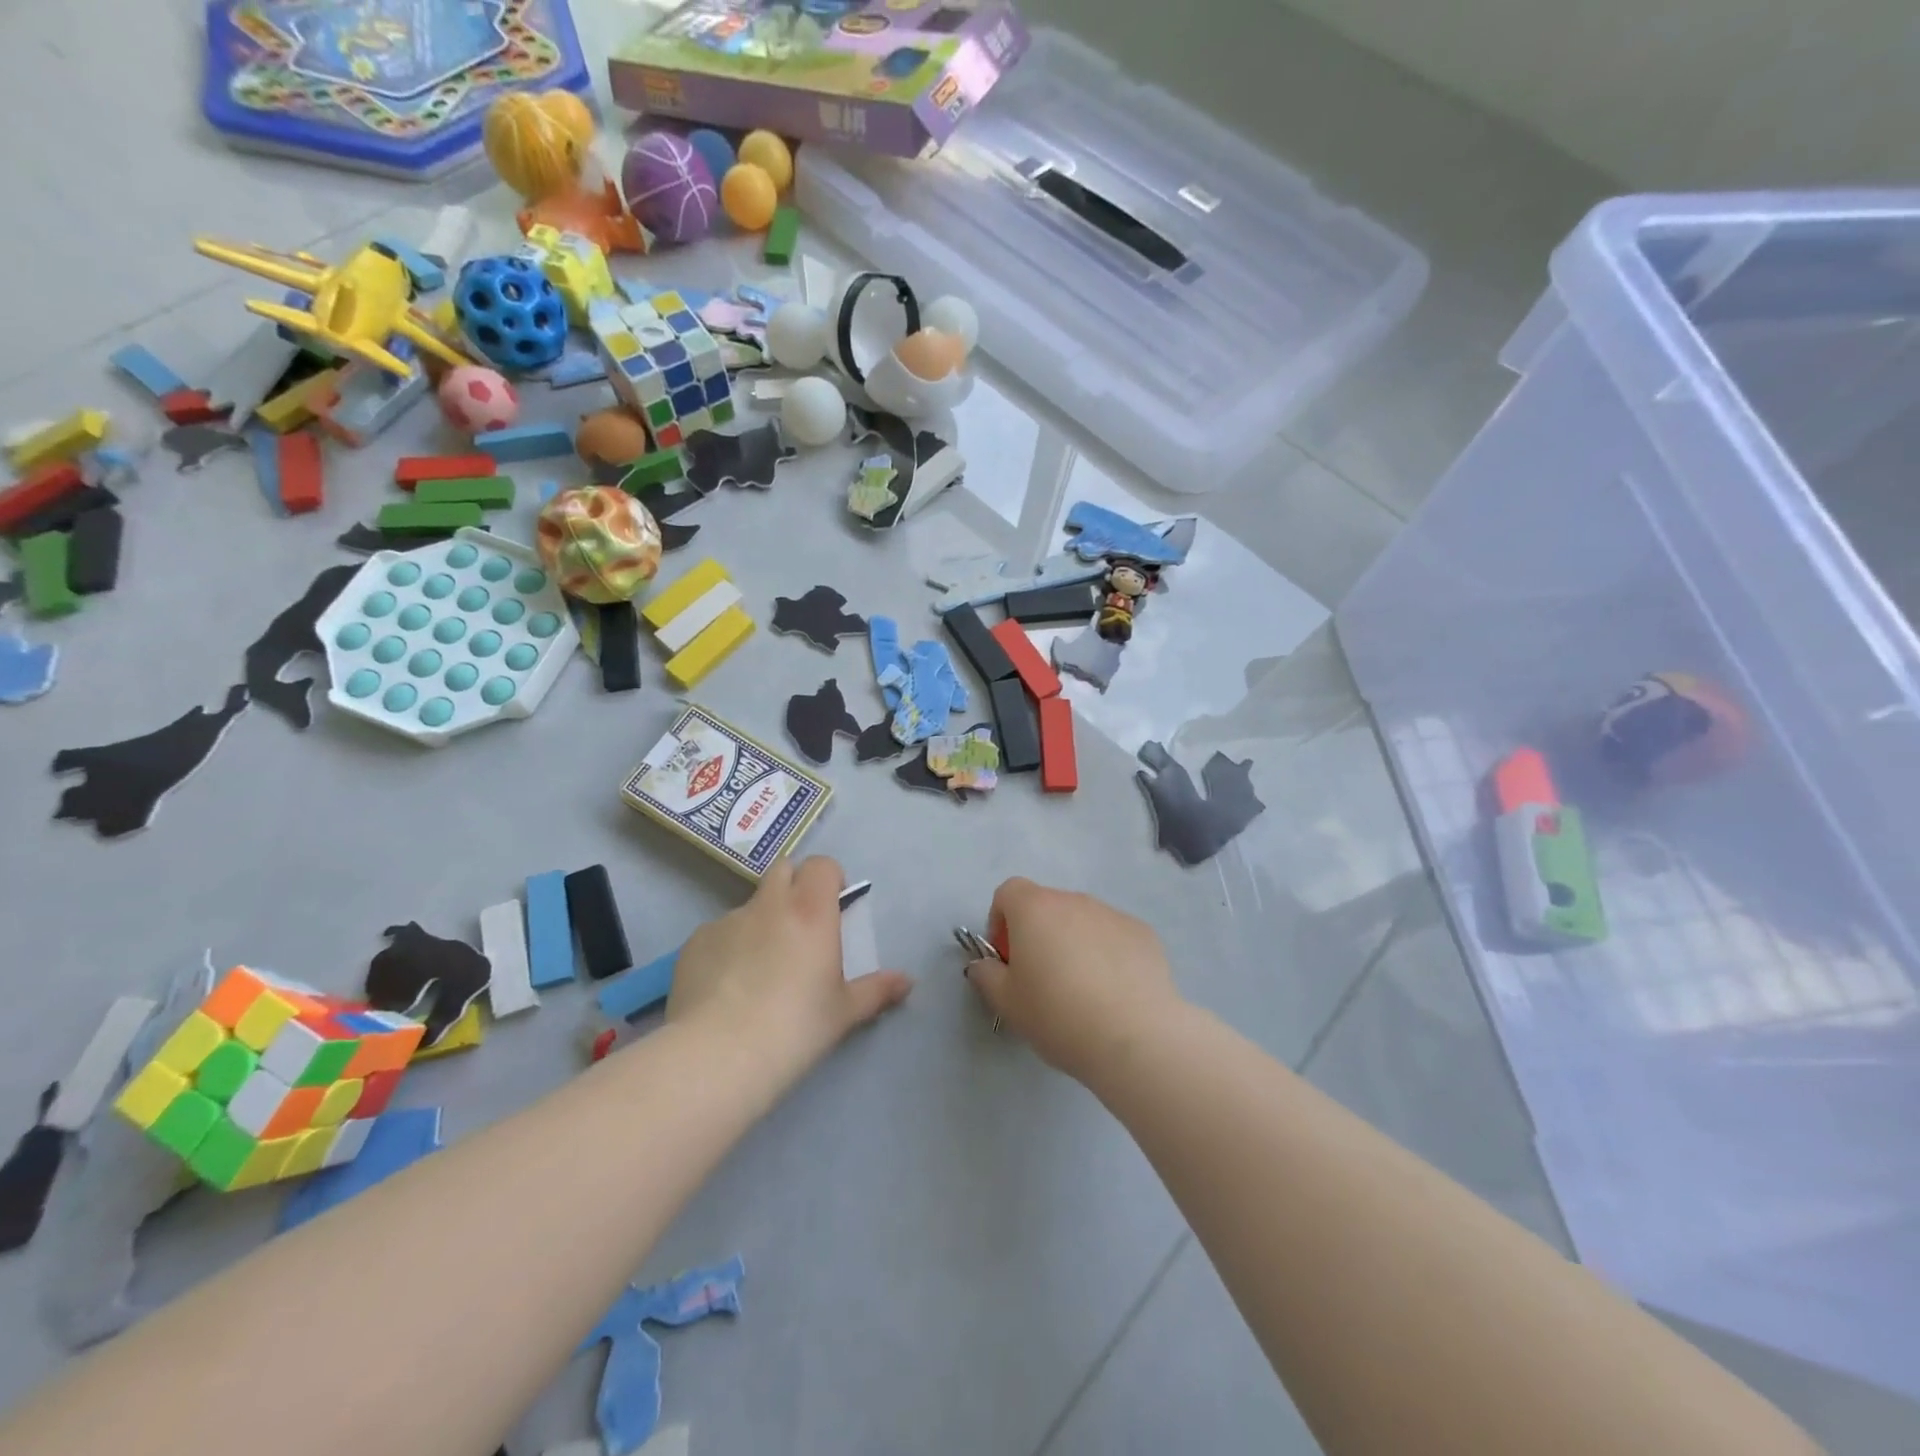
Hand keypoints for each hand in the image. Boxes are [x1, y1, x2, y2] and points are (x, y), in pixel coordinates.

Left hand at [668, 856, 912, 1077]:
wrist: (719, 1055)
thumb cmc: (796, 1028)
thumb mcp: (844, 1012)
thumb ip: (877, 991)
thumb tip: (907, 982)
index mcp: (811, 911)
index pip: (822, 865)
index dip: (829, 879)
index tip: (833, 907)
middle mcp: (769, 905)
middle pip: (782, 869)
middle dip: (794, 886)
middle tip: (800, 928)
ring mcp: (726, 921)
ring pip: (749, 906)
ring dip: (760, 922)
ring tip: (758, 970)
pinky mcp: (694, 943)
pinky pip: (718, 934)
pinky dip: (727, 949)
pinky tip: (725, 989)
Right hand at [964, 878, 1182, 1082]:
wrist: (1134, 1036)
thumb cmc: (1058, 1015)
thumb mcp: (1007, 1003)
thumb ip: (986, 976)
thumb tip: (984, 965)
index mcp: (1034, 908)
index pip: (1008, 892)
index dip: (1001, 921)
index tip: (1007, 959)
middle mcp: (1073, 900)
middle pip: (1046, 906)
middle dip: (1038, 934)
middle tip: (1041, 979)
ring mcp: (1112, 913)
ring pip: (1082, 921)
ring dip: (1074, 943)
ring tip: (1082, 991)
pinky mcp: (1143, 933)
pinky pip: (1113, 936)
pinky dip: (1107, 954)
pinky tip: (1114, 993)